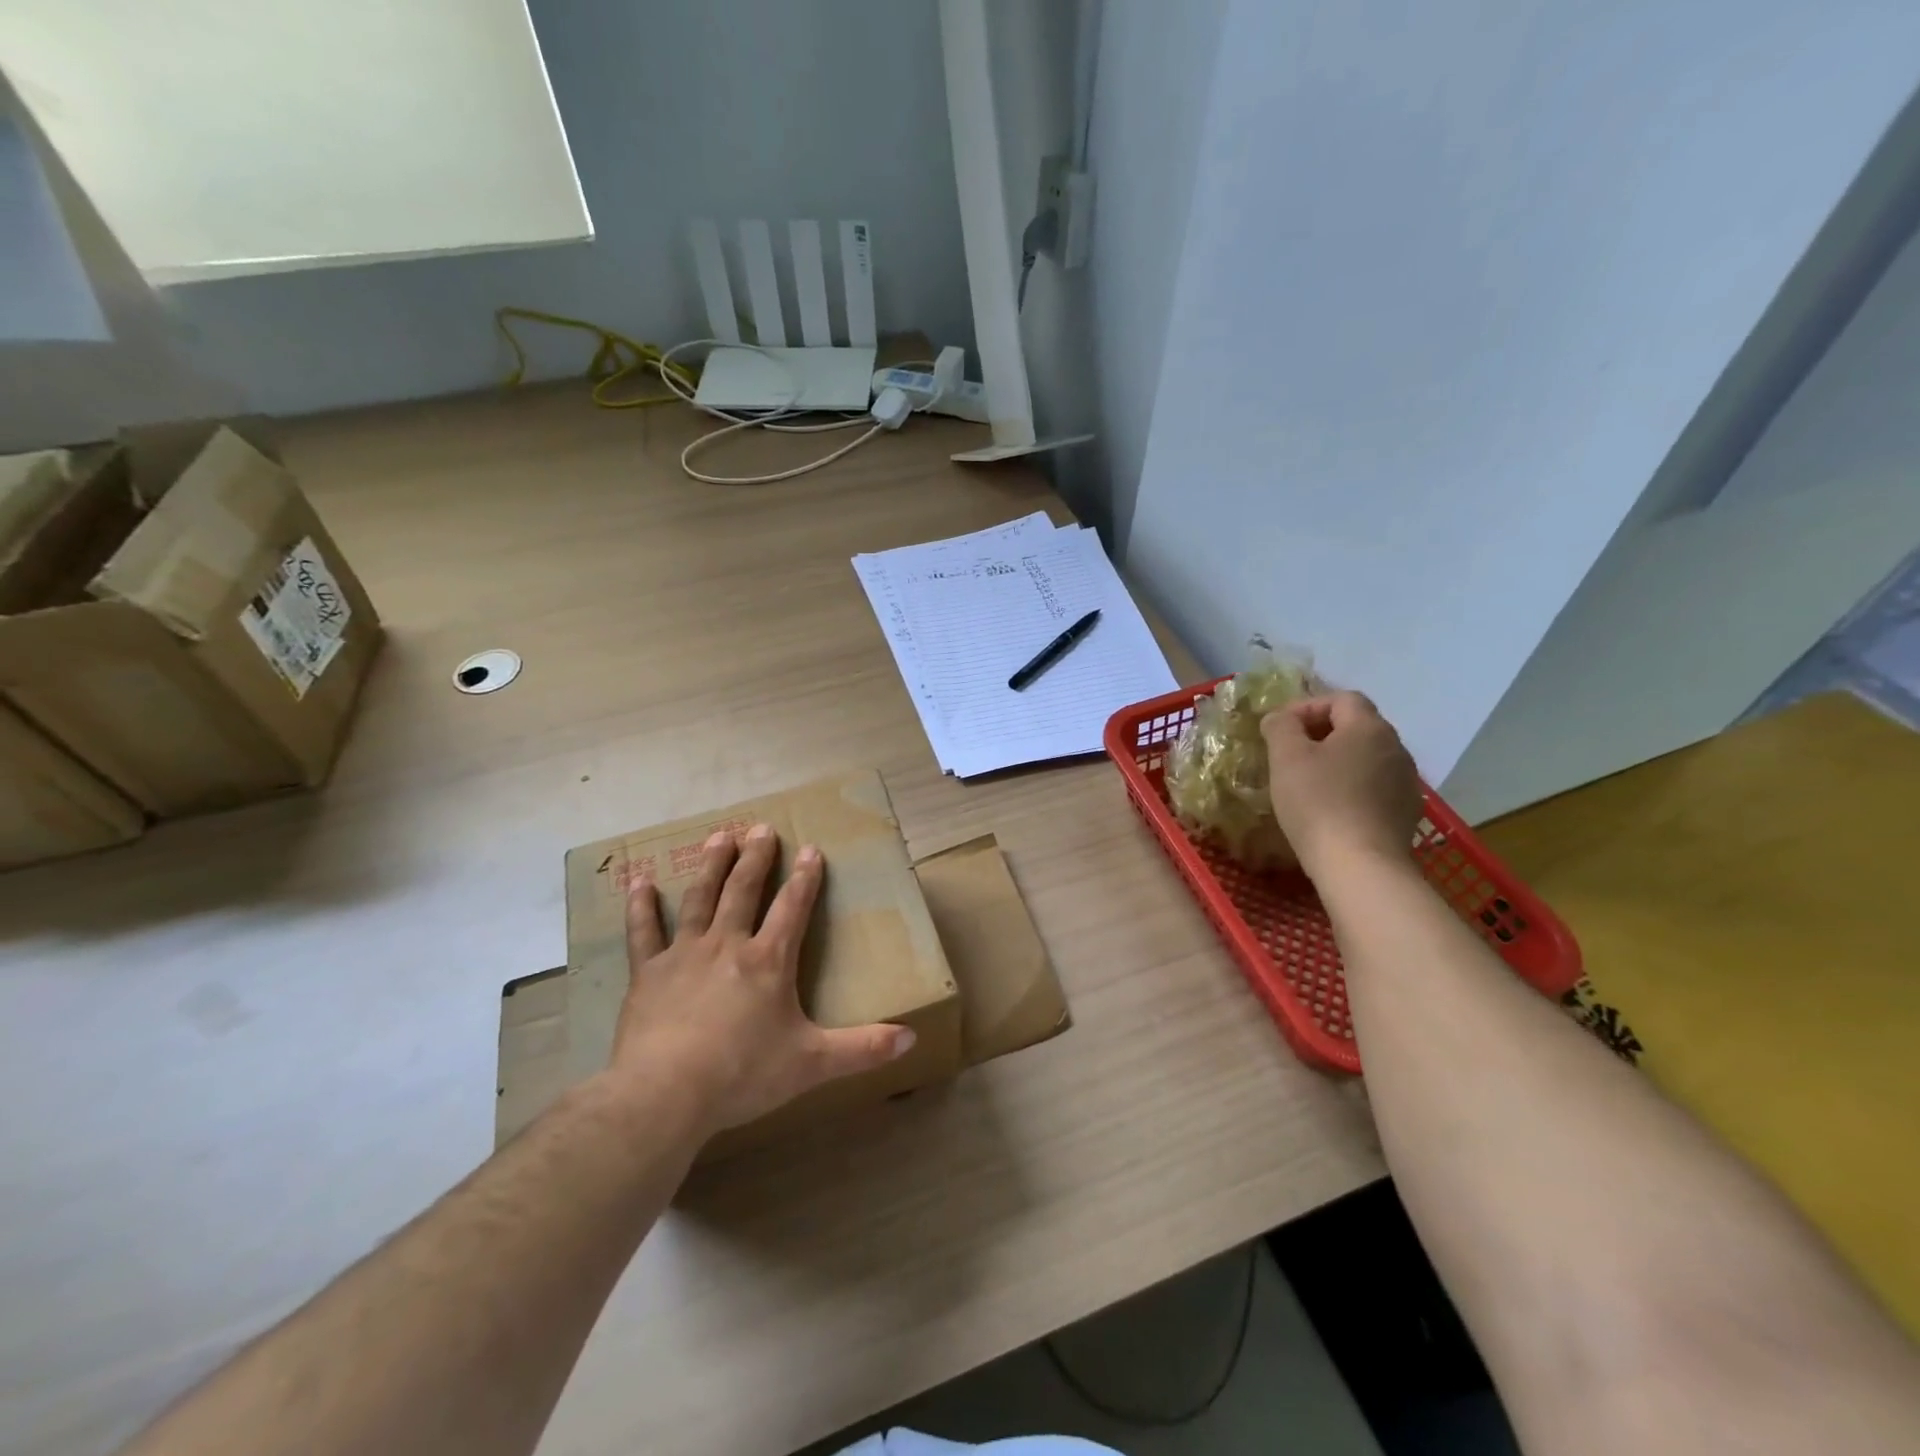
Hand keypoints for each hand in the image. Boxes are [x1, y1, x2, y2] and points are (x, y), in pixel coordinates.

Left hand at [612, 824, 915, 1138]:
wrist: (665, 1093)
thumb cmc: (743, 1074)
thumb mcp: (812, 1063)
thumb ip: (862, 1049)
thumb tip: (911, 1039)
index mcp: (769, 961)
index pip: (793, 908)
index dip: (806, 878)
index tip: (811, 849)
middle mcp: (728, 945)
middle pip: (744, 890)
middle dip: (756, 858)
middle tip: (761, 829)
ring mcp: (684, 954)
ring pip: (700, 898)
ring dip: (712, 866)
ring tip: (719, 836)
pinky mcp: (648, 973)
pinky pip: (644, 932)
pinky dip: (642, 906)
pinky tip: (640, 882)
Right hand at [1261, 692, 1422, 873]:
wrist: (1360, 865)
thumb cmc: (1318, 802)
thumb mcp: (1286, 757)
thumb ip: (1281, 727)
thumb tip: (1280, 718)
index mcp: (1369, 727)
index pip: (1341, 699)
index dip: (1307, 707)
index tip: (1279, 729)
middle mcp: (1396, 747)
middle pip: (1357, 726)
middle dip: (1322, 733)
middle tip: (1289, 754)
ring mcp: (1406, 781)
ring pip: (1367, 757)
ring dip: (1338, 761)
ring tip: (1309, 782)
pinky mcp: (1406, 811)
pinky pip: (1375, 786)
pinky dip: (1352, 786)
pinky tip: (1332, 808)